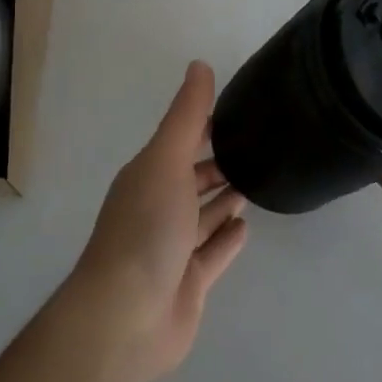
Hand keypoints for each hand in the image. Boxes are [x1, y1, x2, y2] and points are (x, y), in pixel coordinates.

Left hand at [67, 61, 248, 381]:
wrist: (126, 316)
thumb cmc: (146, 228)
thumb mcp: (166, 160)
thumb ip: (186, 116)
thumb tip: (199, 64)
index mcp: (148, 175)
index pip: (179, 141)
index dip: (204, 125)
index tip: (237, 110)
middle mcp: (157, 208)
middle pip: (191, 179)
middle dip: (216, 163)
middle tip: (256, 147)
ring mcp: (172, 249)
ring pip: (202, 216)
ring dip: (223, 199)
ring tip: (254, 180)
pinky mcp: (188, 284)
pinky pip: (212, 254)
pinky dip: (227, 239)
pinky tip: (245, 225)